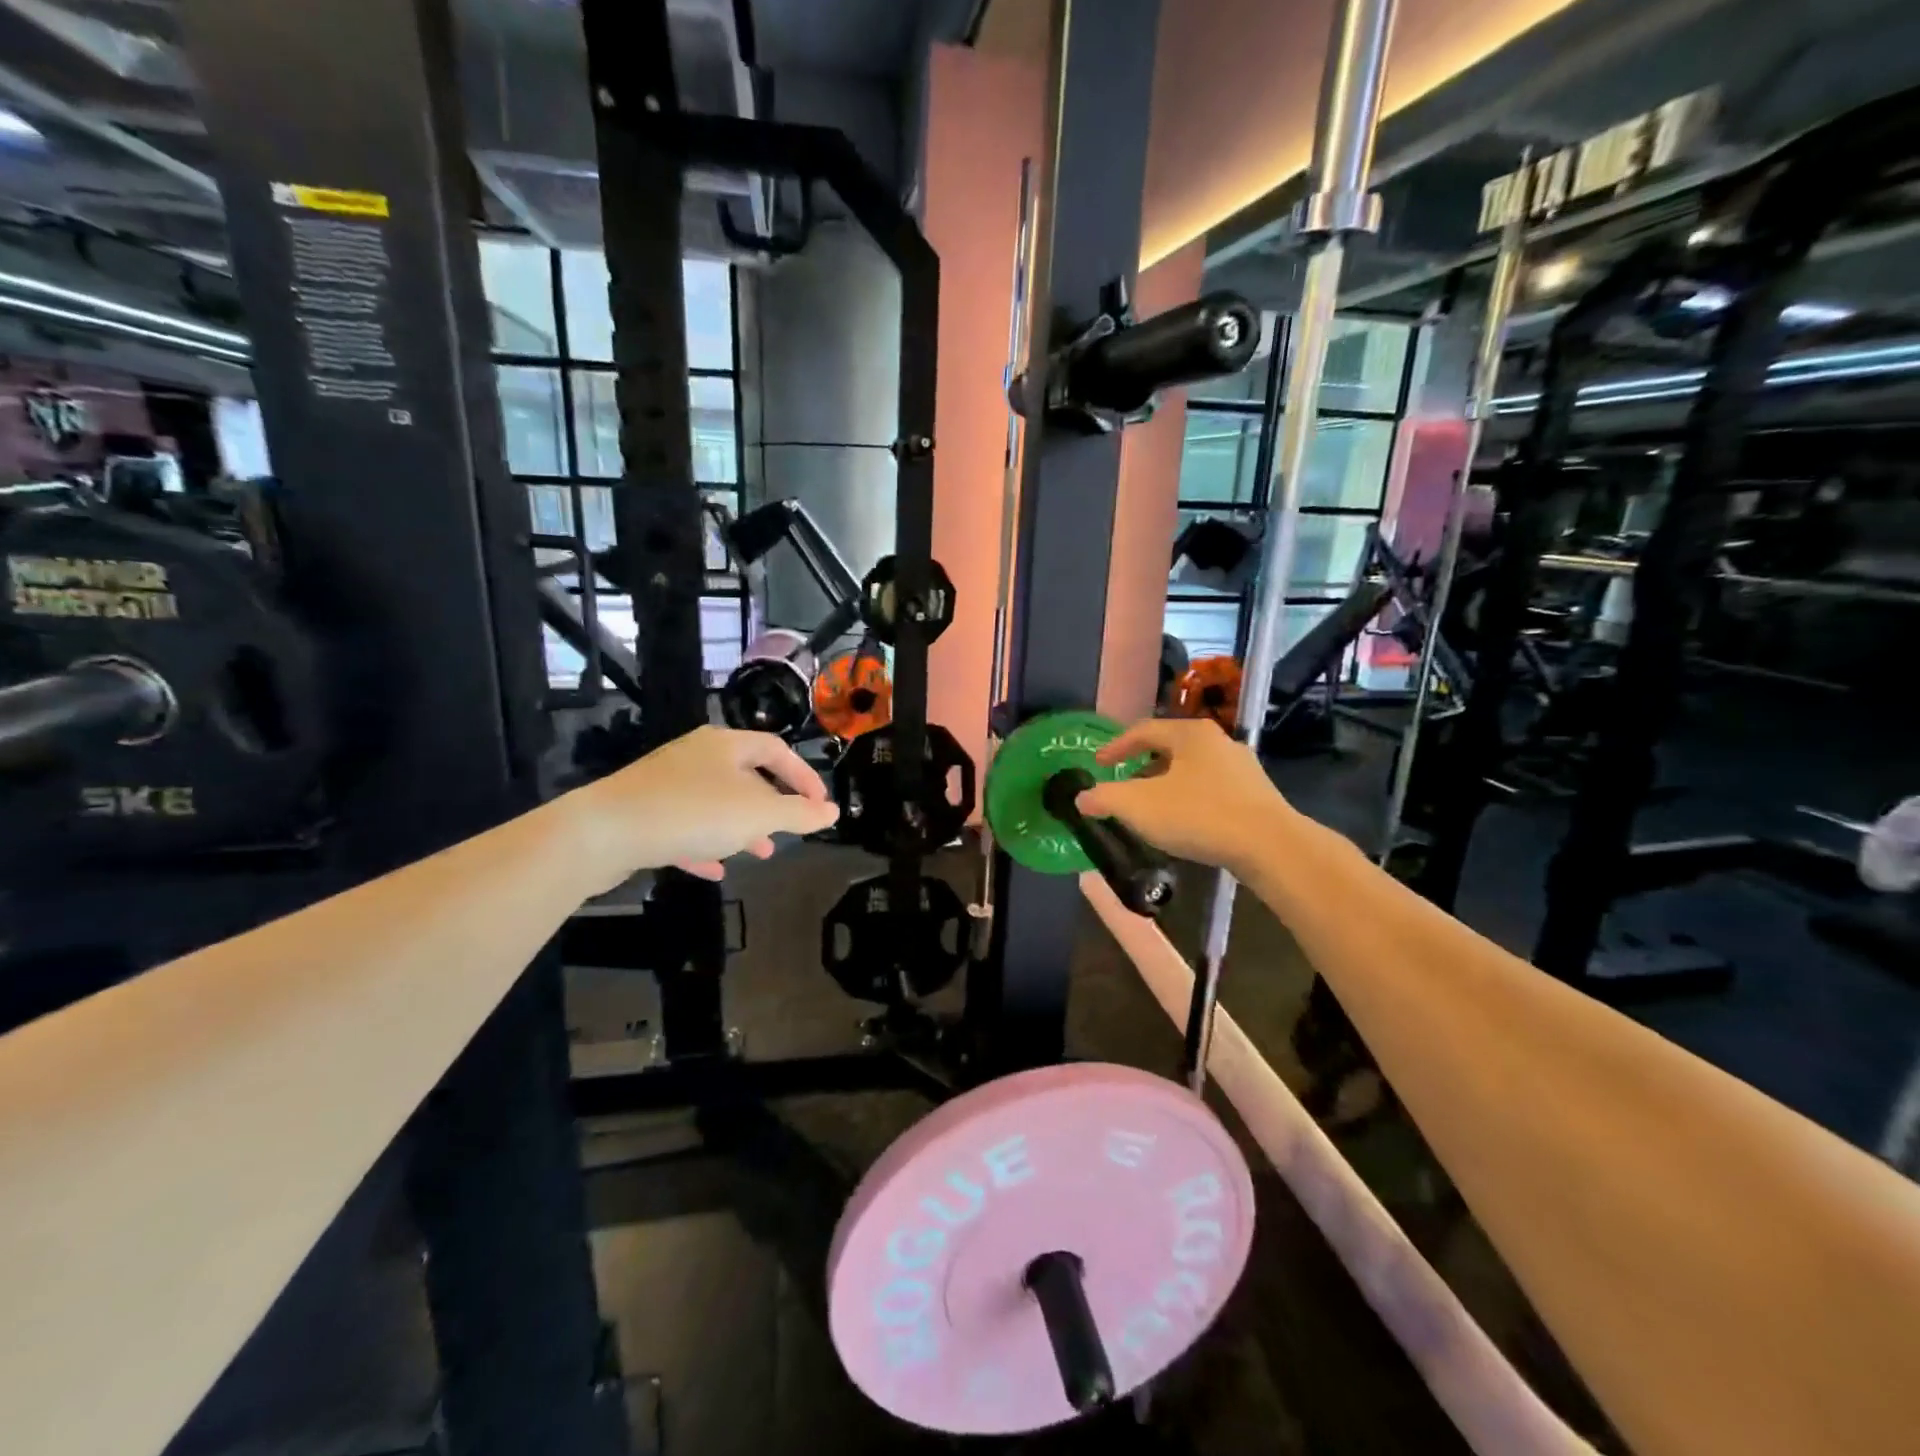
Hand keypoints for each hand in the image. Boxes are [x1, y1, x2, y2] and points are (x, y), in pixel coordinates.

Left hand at [566, 726, 838, 891]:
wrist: (604, 831)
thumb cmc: (693, 812)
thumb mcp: (757, 815)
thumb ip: (799, 814)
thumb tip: (833, 812)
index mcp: (726, 745)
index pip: (776, 750)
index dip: (803, 776)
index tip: (819, 805)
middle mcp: (696, 756)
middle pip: (745, 775)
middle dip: (771, 806)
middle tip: (787, 831)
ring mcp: (666, 782)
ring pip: (715, 802)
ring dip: (741, 827)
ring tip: (759, 853)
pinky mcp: (644, 811)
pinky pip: (685, 825)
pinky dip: (705, 844)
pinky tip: (714, 870)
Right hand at [1073, 717, 1294, 873]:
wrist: (1270, 846)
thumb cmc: (1198, 815)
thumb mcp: (1138, 806)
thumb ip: (1104, 798)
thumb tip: (1081, 798)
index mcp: (1190, 734)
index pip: (1143, 730)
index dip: (1116, 746)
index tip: (1098, 763)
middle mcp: (1218, 742)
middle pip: (1170, 748)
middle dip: (1142, 766)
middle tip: (1123, 785)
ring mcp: (1242, 768)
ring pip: (1192, 770)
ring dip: (1167, 784)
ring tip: (1151, 807)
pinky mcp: (1257, 795)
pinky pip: (1212, 789)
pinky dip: (1190, 799)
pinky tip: (1185, 822)